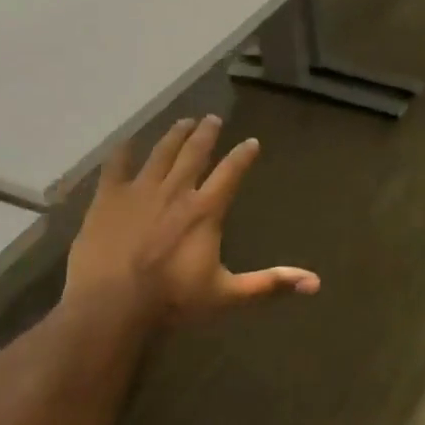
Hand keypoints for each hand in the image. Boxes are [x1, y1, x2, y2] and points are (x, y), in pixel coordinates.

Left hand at [65, 115, 318, 327]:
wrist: (111, 306)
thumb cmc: (172, 301)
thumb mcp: (228, 295)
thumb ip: (270, 284)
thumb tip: (315, 284)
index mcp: (205, 210)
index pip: (231, 173)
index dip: (243, 155)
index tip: (252, 142)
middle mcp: (176, 191)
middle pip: (194, 153)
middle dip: (206, 133)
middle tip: (213, 118)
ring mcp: (139, 191)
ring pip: (161, 153)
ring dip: (174, 135)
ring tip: (183, 121)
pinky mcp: (108, 199)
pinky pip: (116, 166)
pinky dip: (123, 152)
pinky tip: (127, 142)